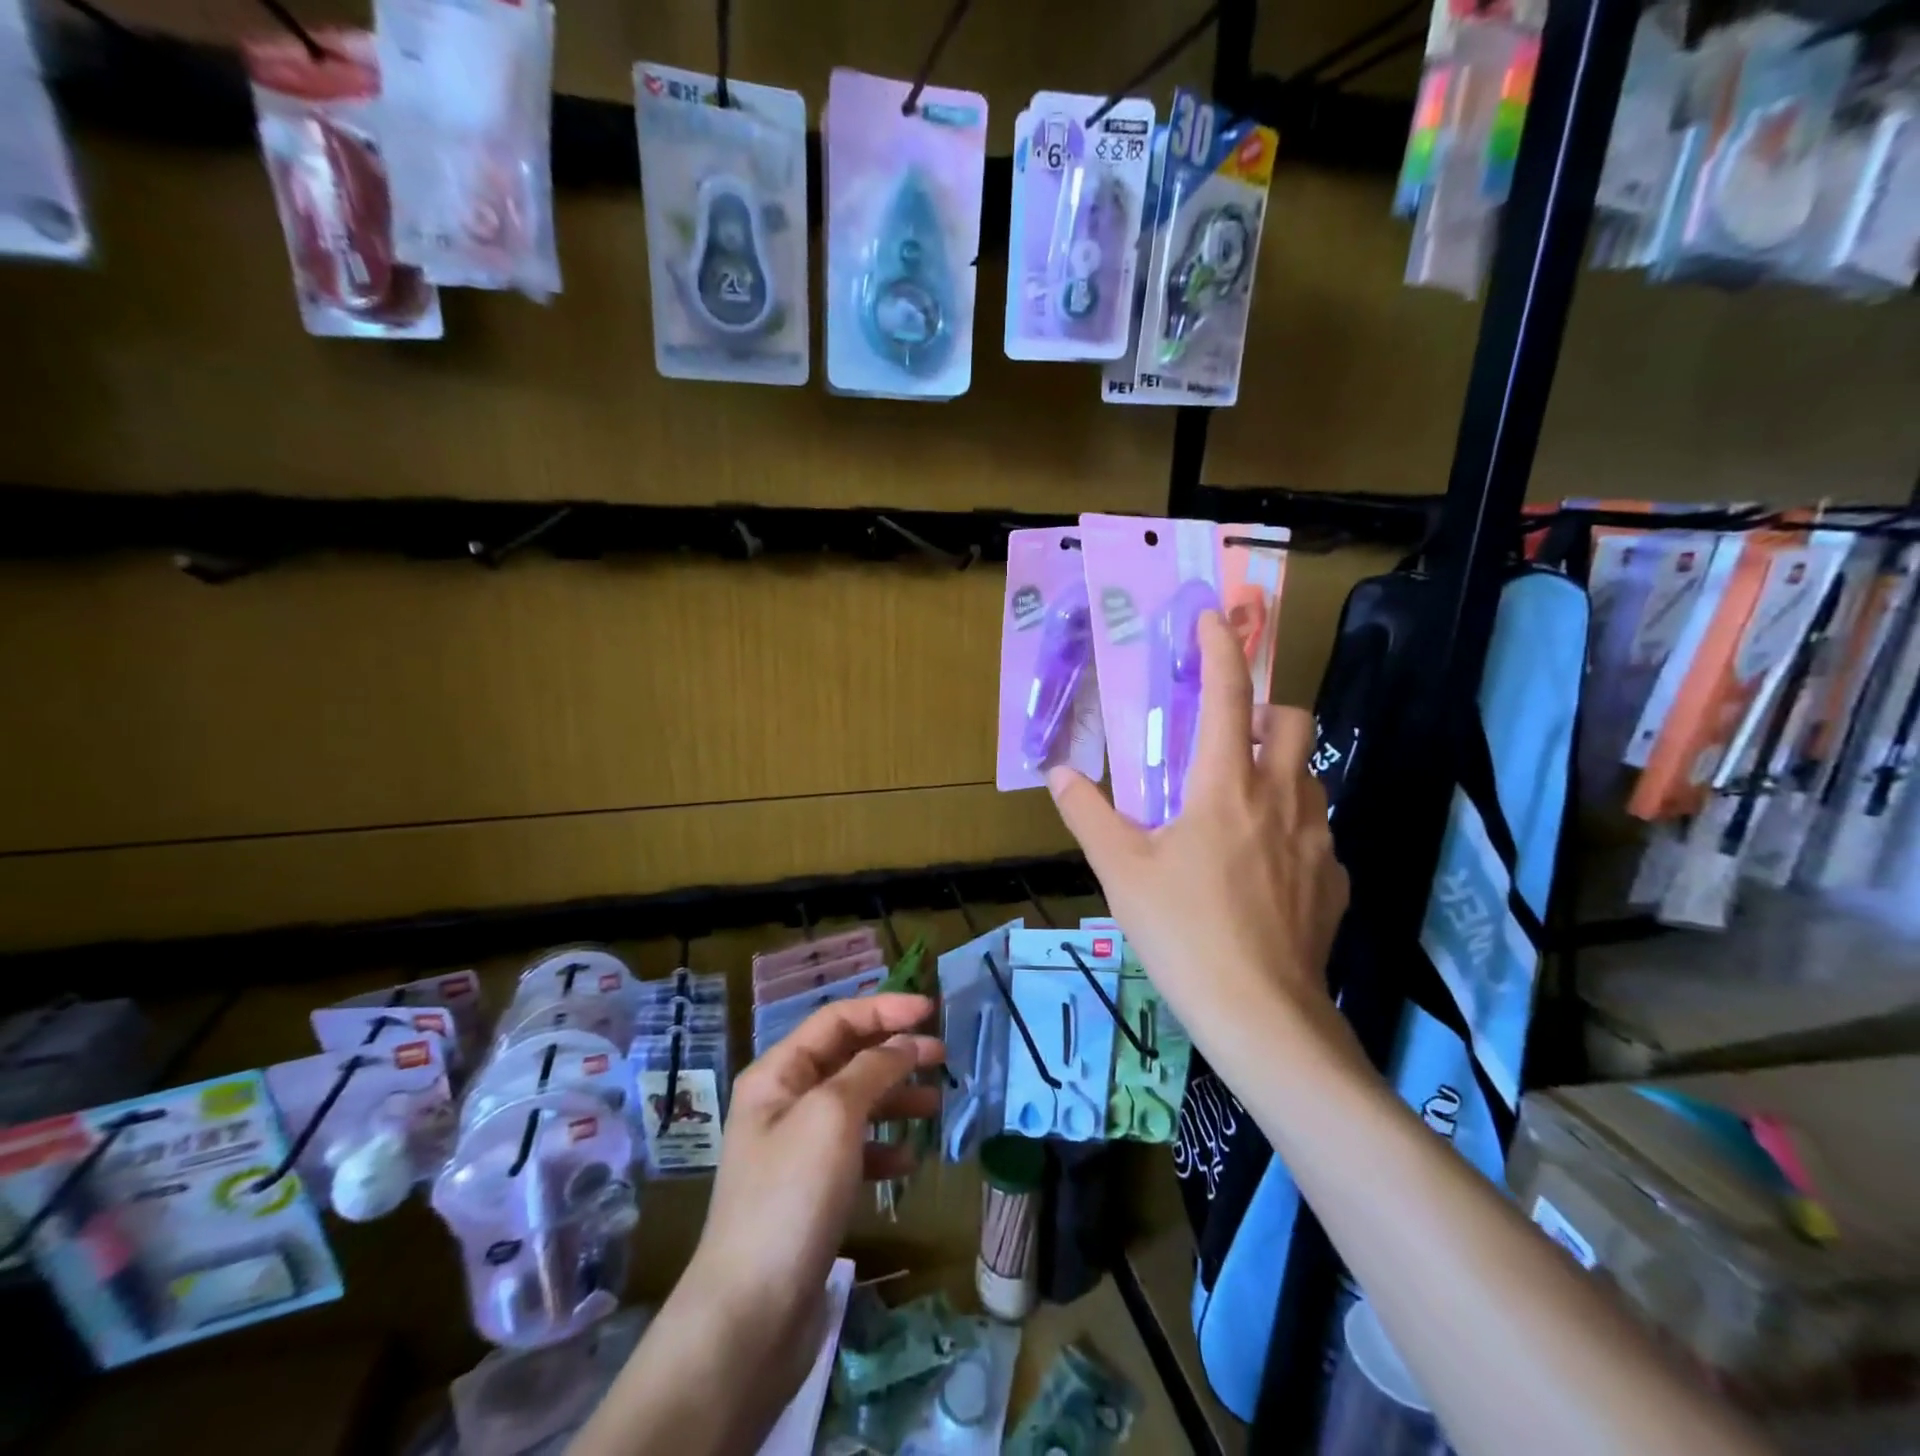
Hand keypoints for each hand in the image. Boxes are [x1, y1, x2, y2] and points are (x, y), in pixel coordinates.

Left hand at [573, 996, 945, 1455]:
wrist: (750, 1315)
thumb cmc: (791, 1197)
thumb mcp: (832, 1116)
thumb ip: (872, 1069)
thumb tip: (905, 1042)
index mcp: (778, 1074)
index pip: (836, 1019)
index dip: (884, 1008)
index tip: (931, 1011)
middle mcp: (784, 1103)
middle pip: (847, 1058)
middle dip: (894, 1052)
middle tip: (942, 1057)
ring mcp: (796, 1149)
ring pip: (855, 1104)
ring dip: (895, 1099)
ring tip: (935, 1106)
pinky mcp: (811, 1192)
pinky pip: (854, 1152)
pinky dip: (883, 1148)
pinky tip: (908, 1161)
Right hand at [1047, 610, 1353, 1071]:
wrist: (1261, 1015)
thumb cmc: (1183, 932)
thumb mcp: (1121, 871)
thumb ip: (1088, 815)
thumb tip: (1059, 774)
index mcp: (1224, 786)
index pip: (1227, 694)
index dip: (1219, 648)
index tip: (1212, 618)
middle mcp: (1280, 798)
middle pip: (1292, 720)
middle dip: (1264, 709)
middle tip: (1227, 735)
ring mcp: (1317, 839)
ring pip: (1310, 775)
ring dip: (1279, 768)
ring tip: (1241, 803)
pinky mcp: (1336, 881)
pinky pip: (1318, 833)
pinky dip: (1291, 829)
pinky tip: (1264, 869)